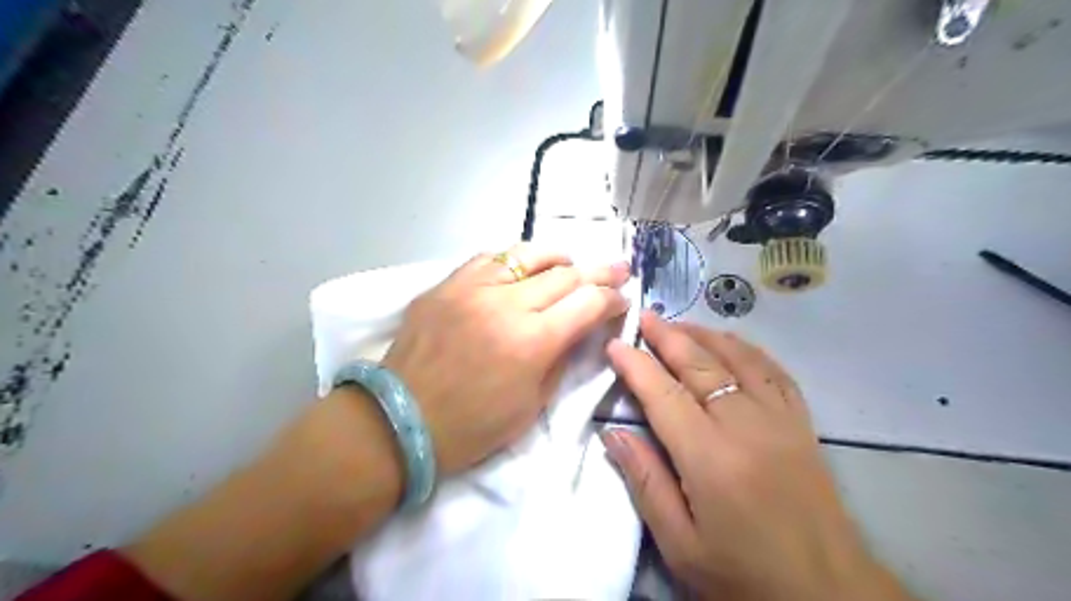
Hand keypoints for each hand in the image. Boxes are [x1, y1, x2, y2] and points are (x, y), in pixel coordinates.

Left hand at [382, 242, 629, 474]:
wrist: (401, 420)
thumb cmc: (472, 426)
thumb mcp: (532, 404)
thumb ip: (561, 359)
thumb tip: (579, 329)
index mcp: (532, 342)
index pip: (587, 303)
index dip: (612, 298)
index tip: (622, 298)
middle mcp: (506, 304)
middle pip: (564, 274)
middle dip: (598, 272)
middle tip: (617, 270)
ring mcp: (472, 288)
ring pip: (527, 255)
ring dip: (558, 257)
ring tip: (571, 261)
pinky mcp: (446, 284)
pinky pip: (489, 258)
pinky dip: (514, 260)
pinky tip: (522, 268)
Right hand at [602, 314, 910, 600]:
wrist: (828, 594)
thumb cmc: (743, 574)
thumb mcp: (680, 544)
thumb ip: (645, 482)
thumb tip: (612, 433)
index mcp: (710, 458)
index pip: (664, 395)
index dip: (636, 365)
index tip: (615, 345)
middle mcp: (745, 426)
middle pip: (700, 365)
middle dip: (668, 337)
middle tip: (645, 317)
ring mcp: (780, 419)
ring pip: (738, 358)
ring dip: (705, 335)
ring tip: (679, 323)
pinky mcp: (802, 423)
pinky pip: (773, 371)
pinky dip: (747, 349)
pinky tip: (731, 343)